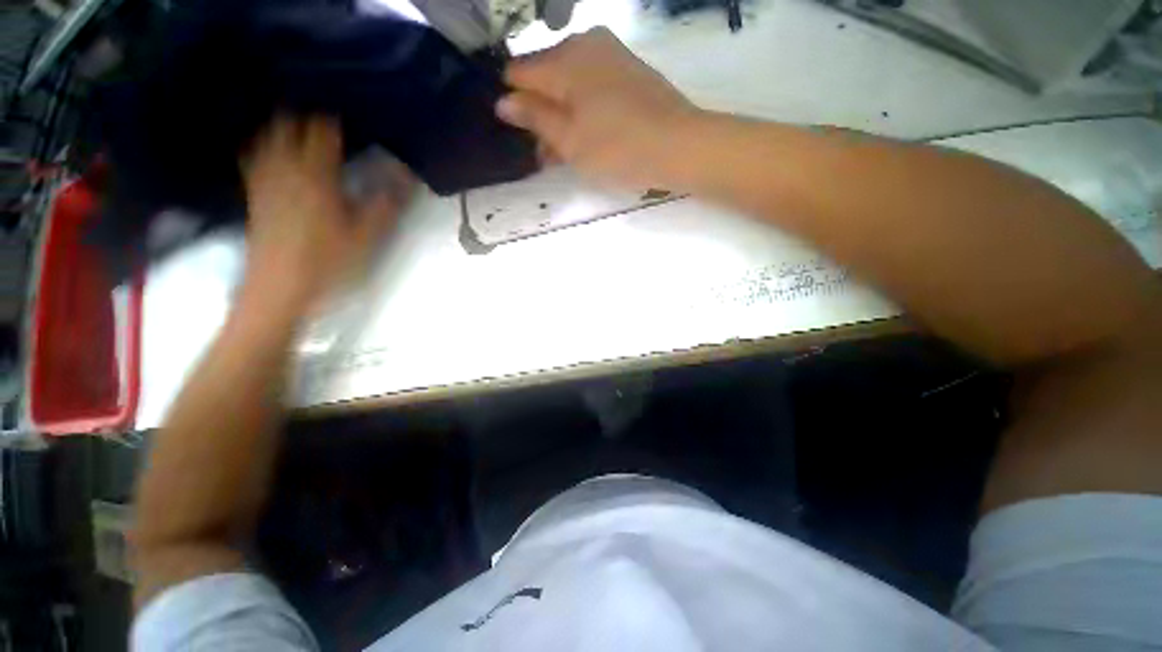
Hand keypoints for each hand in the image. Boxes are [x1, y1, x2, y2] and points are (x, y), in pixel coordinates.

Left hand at [241, 116, 411, 309]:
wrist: (279, 287)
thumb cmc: (328, 262)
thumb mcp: (367, 236)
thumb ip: (387, 203)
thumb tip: (406, 176)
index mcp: (316, 174)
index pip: (323, 129)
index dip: (338, 119)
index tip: (354, 121)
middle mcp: (285, 166)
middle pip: (290, 122)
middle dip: (309, 115)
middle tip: (331, 124)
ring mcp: (264, 177)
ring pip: (269, 134)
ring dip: (285, 125)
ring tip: (304, 129)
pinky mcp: (254, 192)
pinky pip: (254, 154)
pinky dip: (265, 144)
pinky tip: (276, 151)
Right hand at [496, 28, 698, 189]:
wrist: (679, 146)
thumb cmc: (618, 148)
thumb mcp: (569, 141)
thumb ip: (534, 118)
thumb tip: (504, 101)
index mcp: (563, 59)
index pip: (518, 73)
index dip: (513, 103)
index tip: (522, 134)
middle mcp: (584, 43)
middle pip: (545, 77)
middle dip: (540, 113)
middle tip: (547, 153)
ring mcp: (610, 53)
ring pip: (570, 83)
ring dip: (563, 116)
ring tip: (567, 153)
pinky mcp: (629, 69)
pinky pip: (593, 85)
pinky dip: (585, 109)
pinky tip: (589, 137)